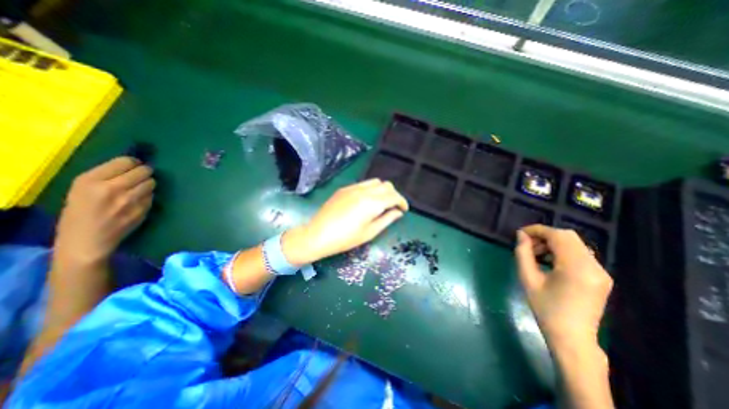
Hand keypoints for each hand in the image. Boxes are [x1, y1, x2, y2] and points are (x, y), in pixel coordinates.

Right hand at [54, 157, 155, 268]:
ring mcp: (131, 199)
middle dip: (144, 172)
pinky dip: (148, 195)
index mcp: (91, 180)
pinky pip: (152, 195)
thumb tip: (132, 165)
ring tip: (138, 189)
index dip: (133, 162)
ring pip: (152, 182)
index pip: (125, 161)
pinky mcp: (144, 209)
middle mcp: (113, 188)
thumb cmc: (79, 213)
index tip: (133, 166)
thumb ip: (106, 176)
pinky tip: (138, 201)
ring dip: (148, 184)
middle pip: (144, 171)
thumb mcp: (81, 189)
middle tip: (140, 176)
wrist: (87, 240)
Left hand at [282, 180, 407, 265]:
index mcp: (372, 203)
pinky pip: (363, 184)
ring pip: (375, 182)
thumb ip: (386, 219)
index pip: (394, 196)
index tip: (404, 210)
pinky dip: (371, 189)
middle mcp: (364, 191)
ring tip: (381, 203)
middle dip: (394, 195)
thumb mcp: (369, 232)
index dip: (402, 202)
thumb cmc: (345, 239)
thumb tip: (398, 212)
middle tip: (393, 207)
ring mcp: (353, 188)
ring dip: (383, 190)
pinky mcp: (344, 189)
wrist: (317, 235)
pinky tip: (366, 201)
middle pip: (386, 185)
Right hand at [514, 223, 610, 351]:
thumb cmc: (545, 309)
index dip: (537, 230)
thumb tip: (521, 235)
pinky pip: (580, 254)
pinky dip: (562, 251)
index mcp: (576, 268)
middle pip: (568, 236)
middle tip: (528, 245)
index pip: (558, 236)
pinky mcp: (601, 277)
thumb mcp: (528, 279)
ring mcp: (601, 272)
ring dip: (553, 243)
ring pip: (575, 244)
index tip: (520, 233)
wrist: (572, 338)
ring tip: (536, 255)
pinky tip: (549, 262)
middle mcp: (594, 266)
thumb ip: (523, 253)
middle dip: (544, 235)